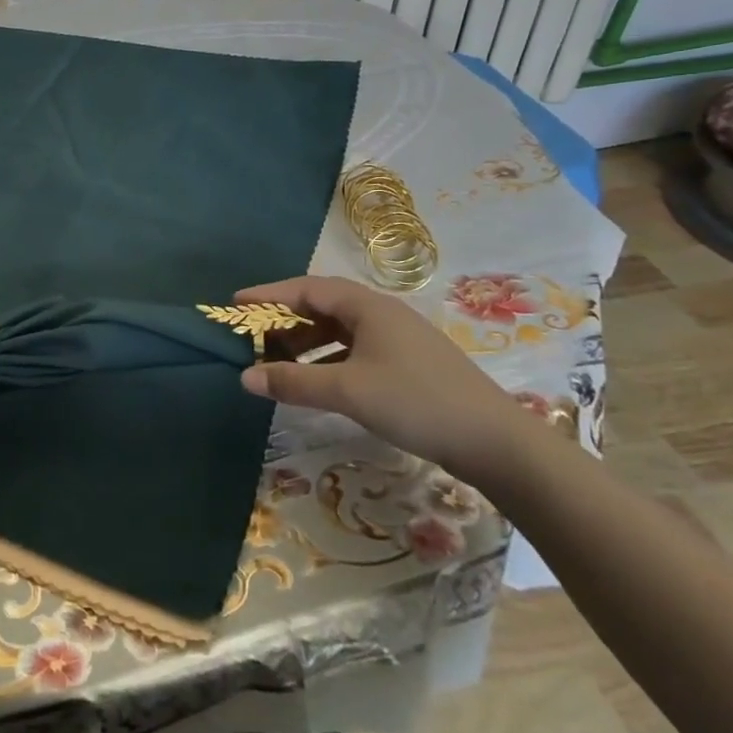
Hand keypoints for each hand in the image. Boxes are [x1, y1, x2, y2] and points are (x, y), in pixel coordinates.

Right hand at [236, 276, 526, 485]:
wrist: (498, 443)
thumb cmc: (417, 402)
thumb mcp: (348, 390)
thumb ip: (293, 382)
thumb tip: (244, 377)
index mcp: (366, 306)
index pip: (305, 289)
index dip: (268, 295)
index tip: (235, 304)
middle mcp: (381, 313)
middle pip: (321, 306)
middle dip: (284, 321)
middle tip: (253, 338)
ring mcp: (398, 339)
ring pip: (338, 331)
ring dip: (305, 343)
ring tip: (278, 362)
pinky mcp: (408, 365)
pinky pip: (354, 350)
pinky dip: (328, 360)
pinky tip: (317, 383)